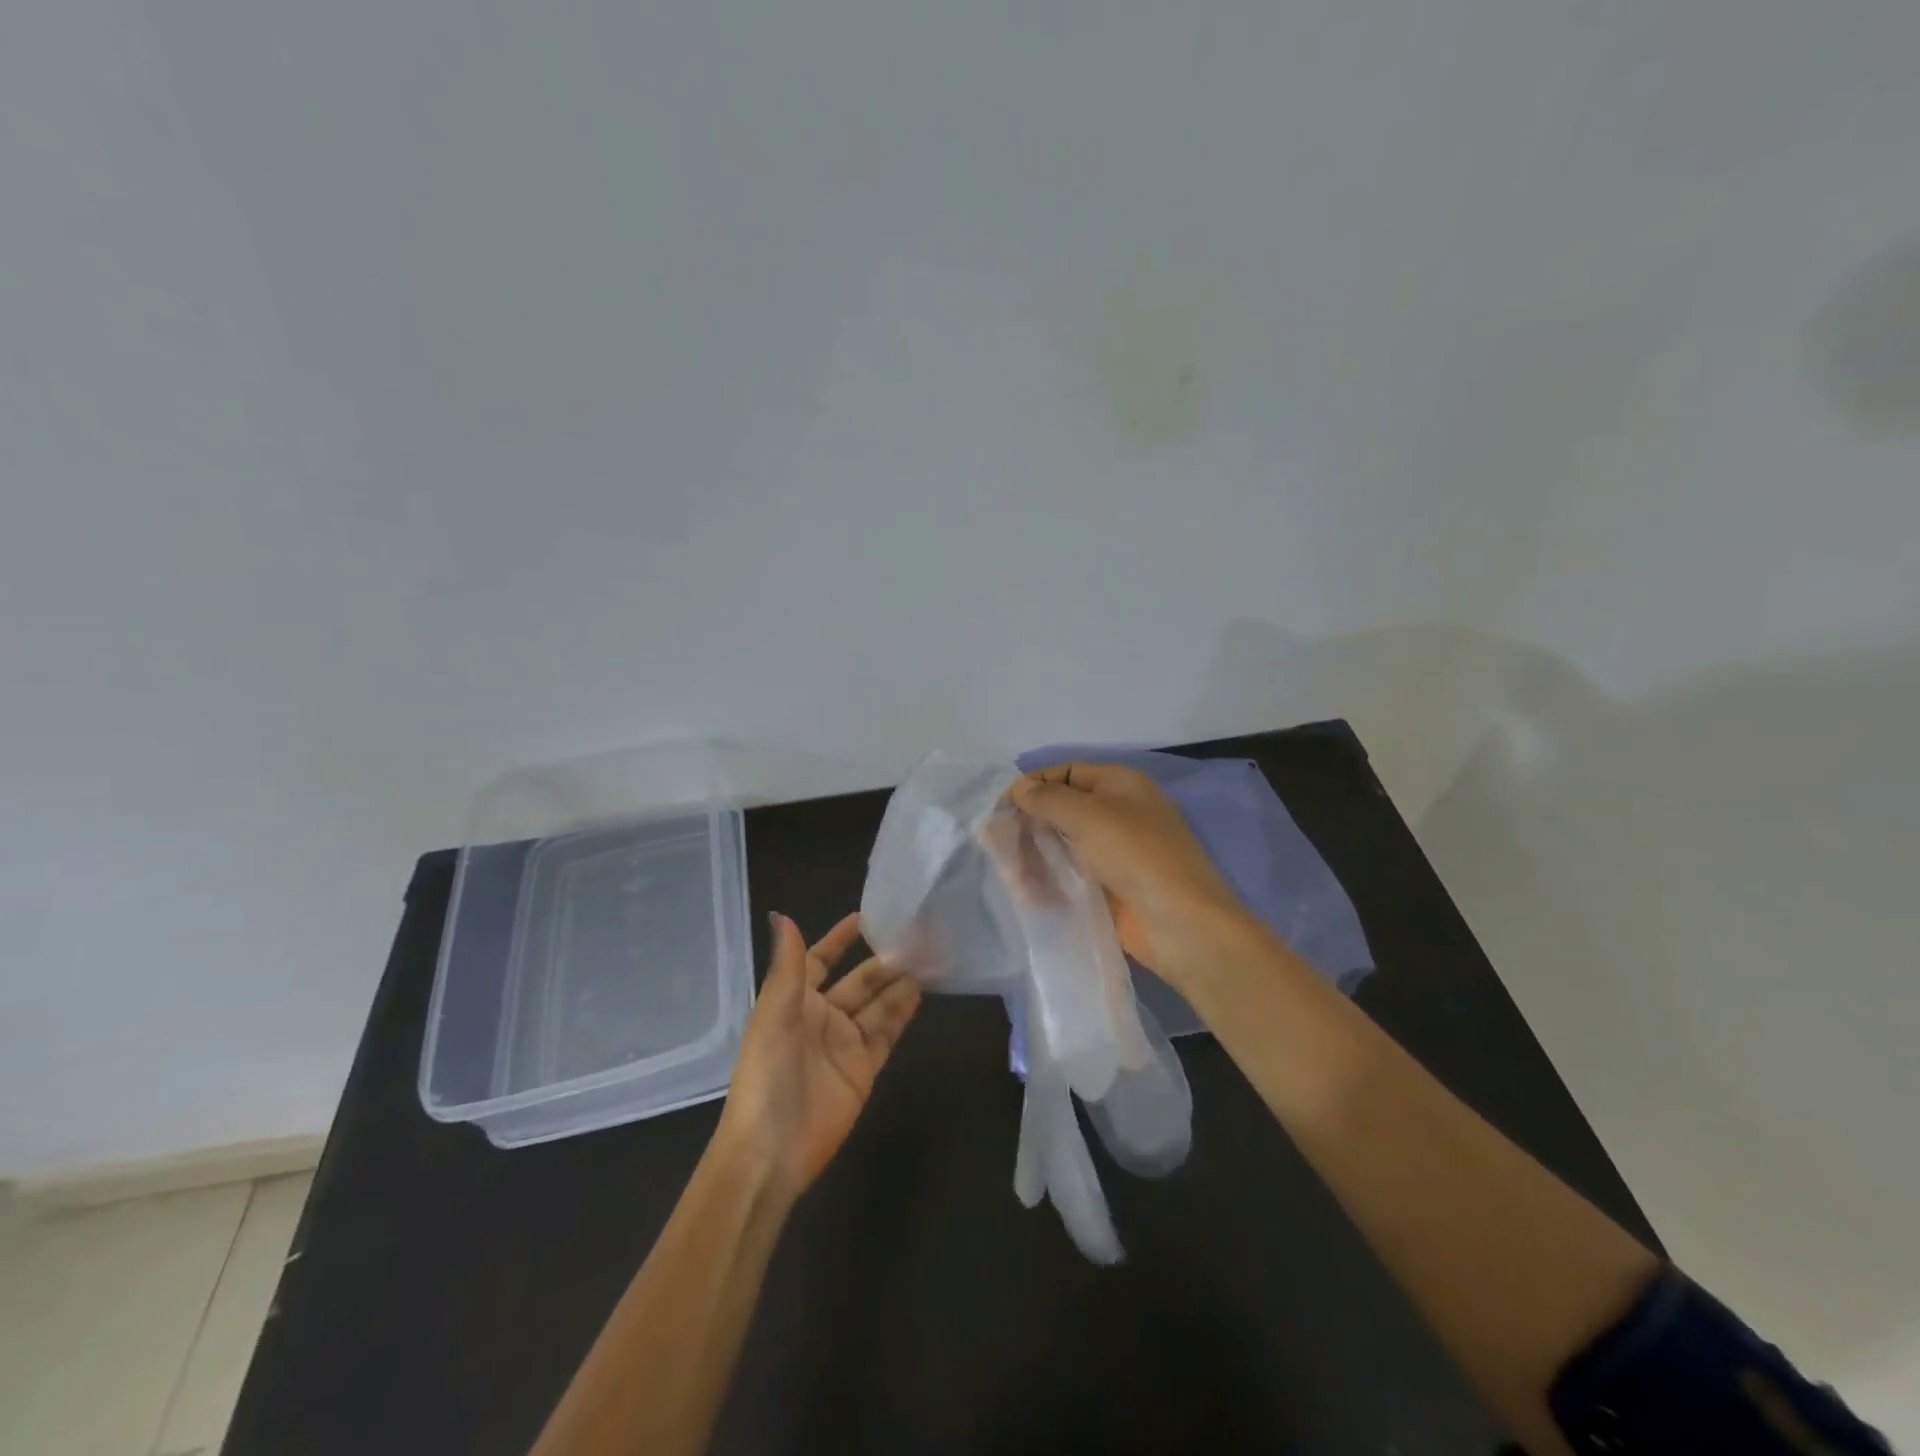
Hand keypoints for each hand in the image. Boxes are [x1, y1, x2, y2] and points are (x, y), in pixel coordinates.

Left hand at [715, 913, 920, 1200]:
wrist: (771, 1151)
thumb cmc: (767, 1073)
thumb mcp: (774, 1013)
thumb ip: (788, 965)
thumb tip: (781, 914)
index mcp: (794, 1000)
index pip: (820, 959)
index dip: (841, 939)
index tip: (868, 915)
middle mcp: (822, 1017)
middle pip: (858, 981)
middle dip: (883, 960)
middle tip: (917, 937)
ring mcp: (845, 1043)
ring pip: (878, 1004)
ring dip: (899, 983)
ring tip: (929, 958)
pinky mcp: (864, 1069)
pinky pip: (887, 1033)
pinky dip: (903, 1013)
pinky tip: (922, 992)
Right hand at [1009, 763, 1252, 988]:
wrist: (1181, 924)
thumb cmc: (1136, 855)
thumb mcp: (1088, 815)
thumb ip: (1048, 799)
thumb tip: (1019, 788)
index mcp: (1121, 785)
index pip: (1068, 772)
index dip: (1034, 784)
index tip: (1000, 804)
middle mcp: (1118, 813)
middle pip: (1063, 809)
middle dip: (1029, 821)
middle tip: (994, 840)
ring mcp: (1115, 852)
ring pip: (1063, 844)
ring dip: (1034, 853)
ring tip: (1005, 869)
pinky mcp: (1110, 887)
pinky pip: (1071, 874)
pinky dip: (1048, 878)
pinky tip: (1024, 890)